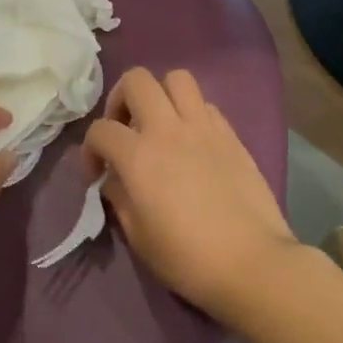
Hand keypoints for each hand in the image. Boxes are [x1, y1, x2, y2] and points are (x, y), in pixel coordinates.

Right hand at [83, 68, 299, 322]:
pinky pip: (206, 105)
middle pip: (137, 80)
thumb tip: (115, 179)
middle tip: (124, 130)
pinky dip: (191, 113)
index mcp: (138, 156)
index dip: (89, 150)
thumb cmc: (187, 258)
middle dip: (120, 100)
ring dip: (160, 95)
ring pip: (177, 78)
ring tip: (158, 125)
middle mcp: (168, 129)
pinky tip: (191, 143)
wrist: (253, 263)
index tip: (96, 175)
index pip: (100, 130)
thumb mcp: (138, 236)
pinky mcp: (231, 135)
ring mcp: (204, 127)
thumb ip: (119, 198)